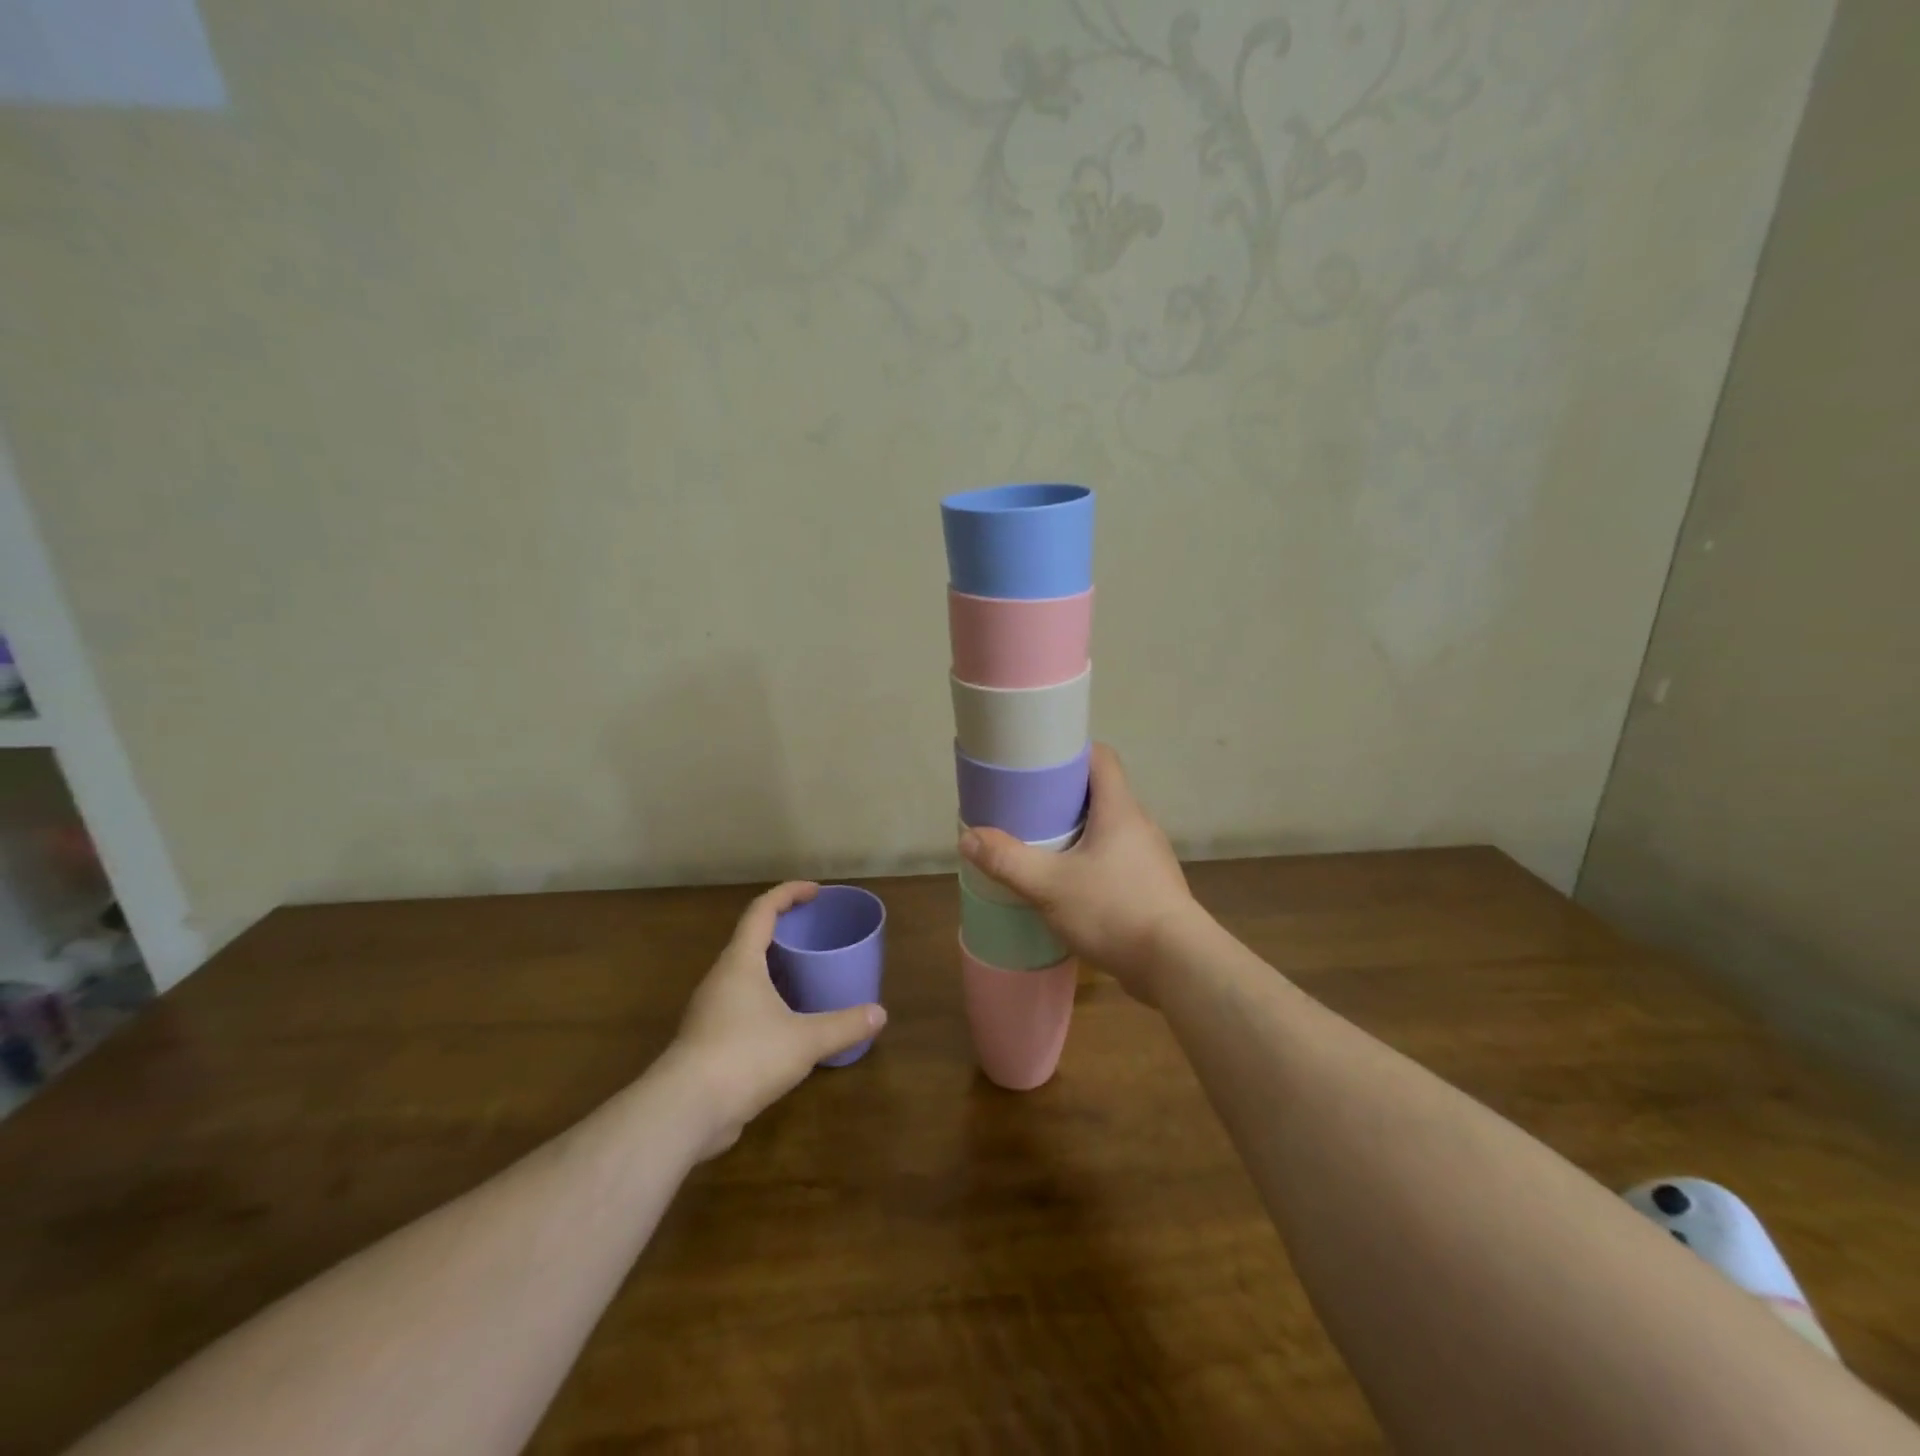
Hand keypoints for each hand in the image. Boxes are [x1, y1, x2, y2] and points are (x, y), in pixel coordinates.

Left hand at [672, 882, 886, 1156]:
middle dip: (782, 929)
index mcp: (741, 962)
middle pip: (750, 939)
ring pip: (744, 975)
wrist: (684, 1111)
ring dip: (773, 967)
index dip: (788, 893)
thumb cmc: (745, 1056)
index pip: (762, 910)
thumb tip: (880, 1014)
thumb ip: (844, 1025)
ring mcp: (710, 1011)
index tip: (815, 891)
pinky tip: (786, 1022)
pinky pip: (741, 1005)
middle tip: (814, 932)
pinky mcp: (708, 1041)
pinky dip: (766, 1000)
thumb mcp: (805, 1040)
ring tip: (805, 973)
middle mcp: (721, 979)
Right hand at [959, 743, 1198, 1002]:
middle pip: (1100, 793)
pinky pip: (1116, 859)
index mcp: (1120, 809)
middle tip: (1027, 808)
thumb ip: (1008, 861)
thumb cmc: (1113, 910)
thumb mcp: (1050, 885)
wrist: (1175, 965)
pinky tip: (1069, 885)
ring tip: (1043, 846)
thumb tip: (967, 837)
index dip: (1070, 753)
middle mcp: (1139, 825)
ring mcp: (1149, 857)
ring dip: (1078, 832)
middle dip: (1064, 797)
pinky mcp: (1151, 886)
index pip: (1101, 758)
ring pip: (1108, 829)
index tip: (1038, 762)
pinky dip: (1091, 861)